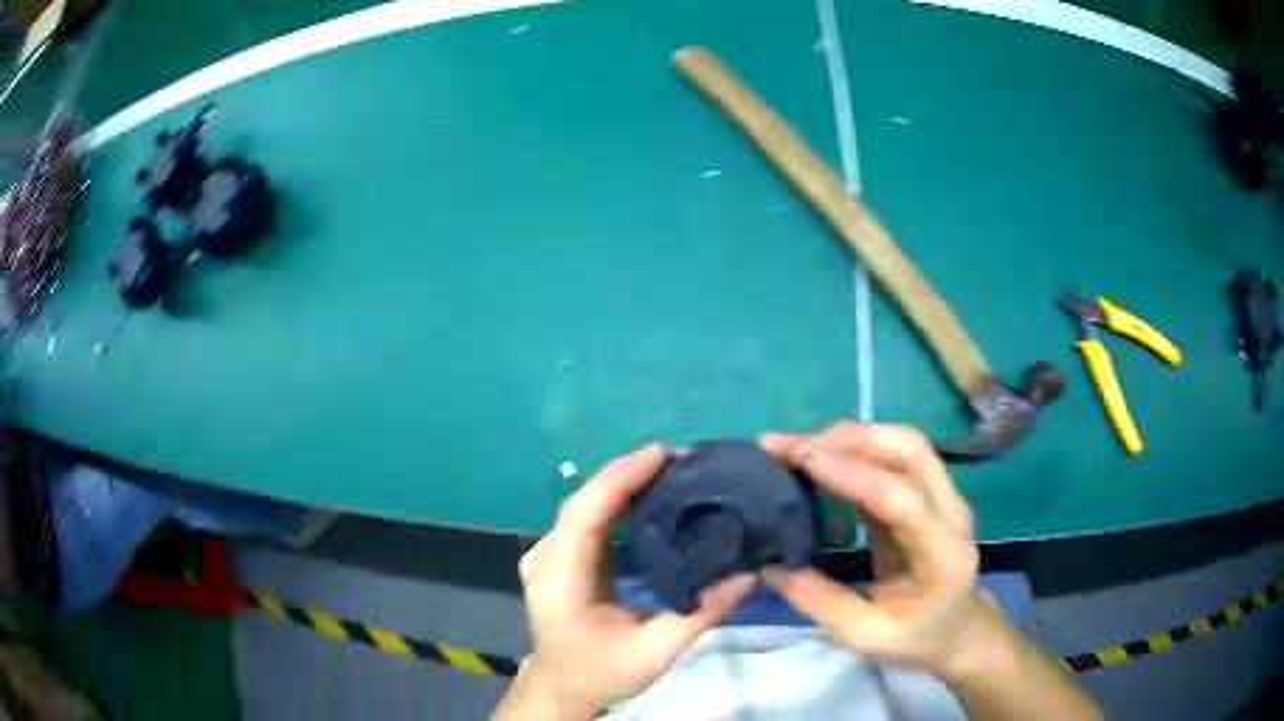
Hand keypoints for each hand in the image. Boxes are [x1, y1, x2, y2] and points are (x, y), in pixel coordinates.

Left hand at [496, 444, 753, 719]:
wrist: (561, 687)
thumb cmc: (603, 672)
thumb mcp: (656, 652)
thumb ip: (701, 614)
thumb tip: (747, 574)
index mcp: (560, 580)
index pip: (584, 514)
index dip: (619, 478)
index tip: (660, 454)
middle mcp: (544, 559)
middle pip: (583, 504)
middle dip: (627, 475)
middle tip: (676, 460)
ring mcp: (545, 557)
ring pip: (583, 508)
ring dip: (621, 486)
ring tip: (667, 472)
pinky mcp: (556, 559)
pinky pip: (585, 521)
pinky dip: (615, 505)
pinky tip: (645, 499)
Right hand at [759, 422, 996, 678]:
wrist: (959, 631)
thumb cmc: (918, 638)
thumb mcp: (866, 637)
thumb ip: (821, 602)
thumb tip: (769, 565)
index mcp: (943, 552)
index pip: (902, 497)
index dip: (853, 473)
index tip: (802, 461)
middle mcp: (951, 511)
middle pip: (909, 449)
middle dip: (848, 439)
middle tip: (790, 449)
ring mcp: (944, 496)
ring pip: (902, 443)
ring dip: (849, 438)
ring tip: (796, 448)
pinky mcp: (927, 493)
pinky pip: (893, 458)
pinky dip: (854, 450)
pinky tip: (819, 459)